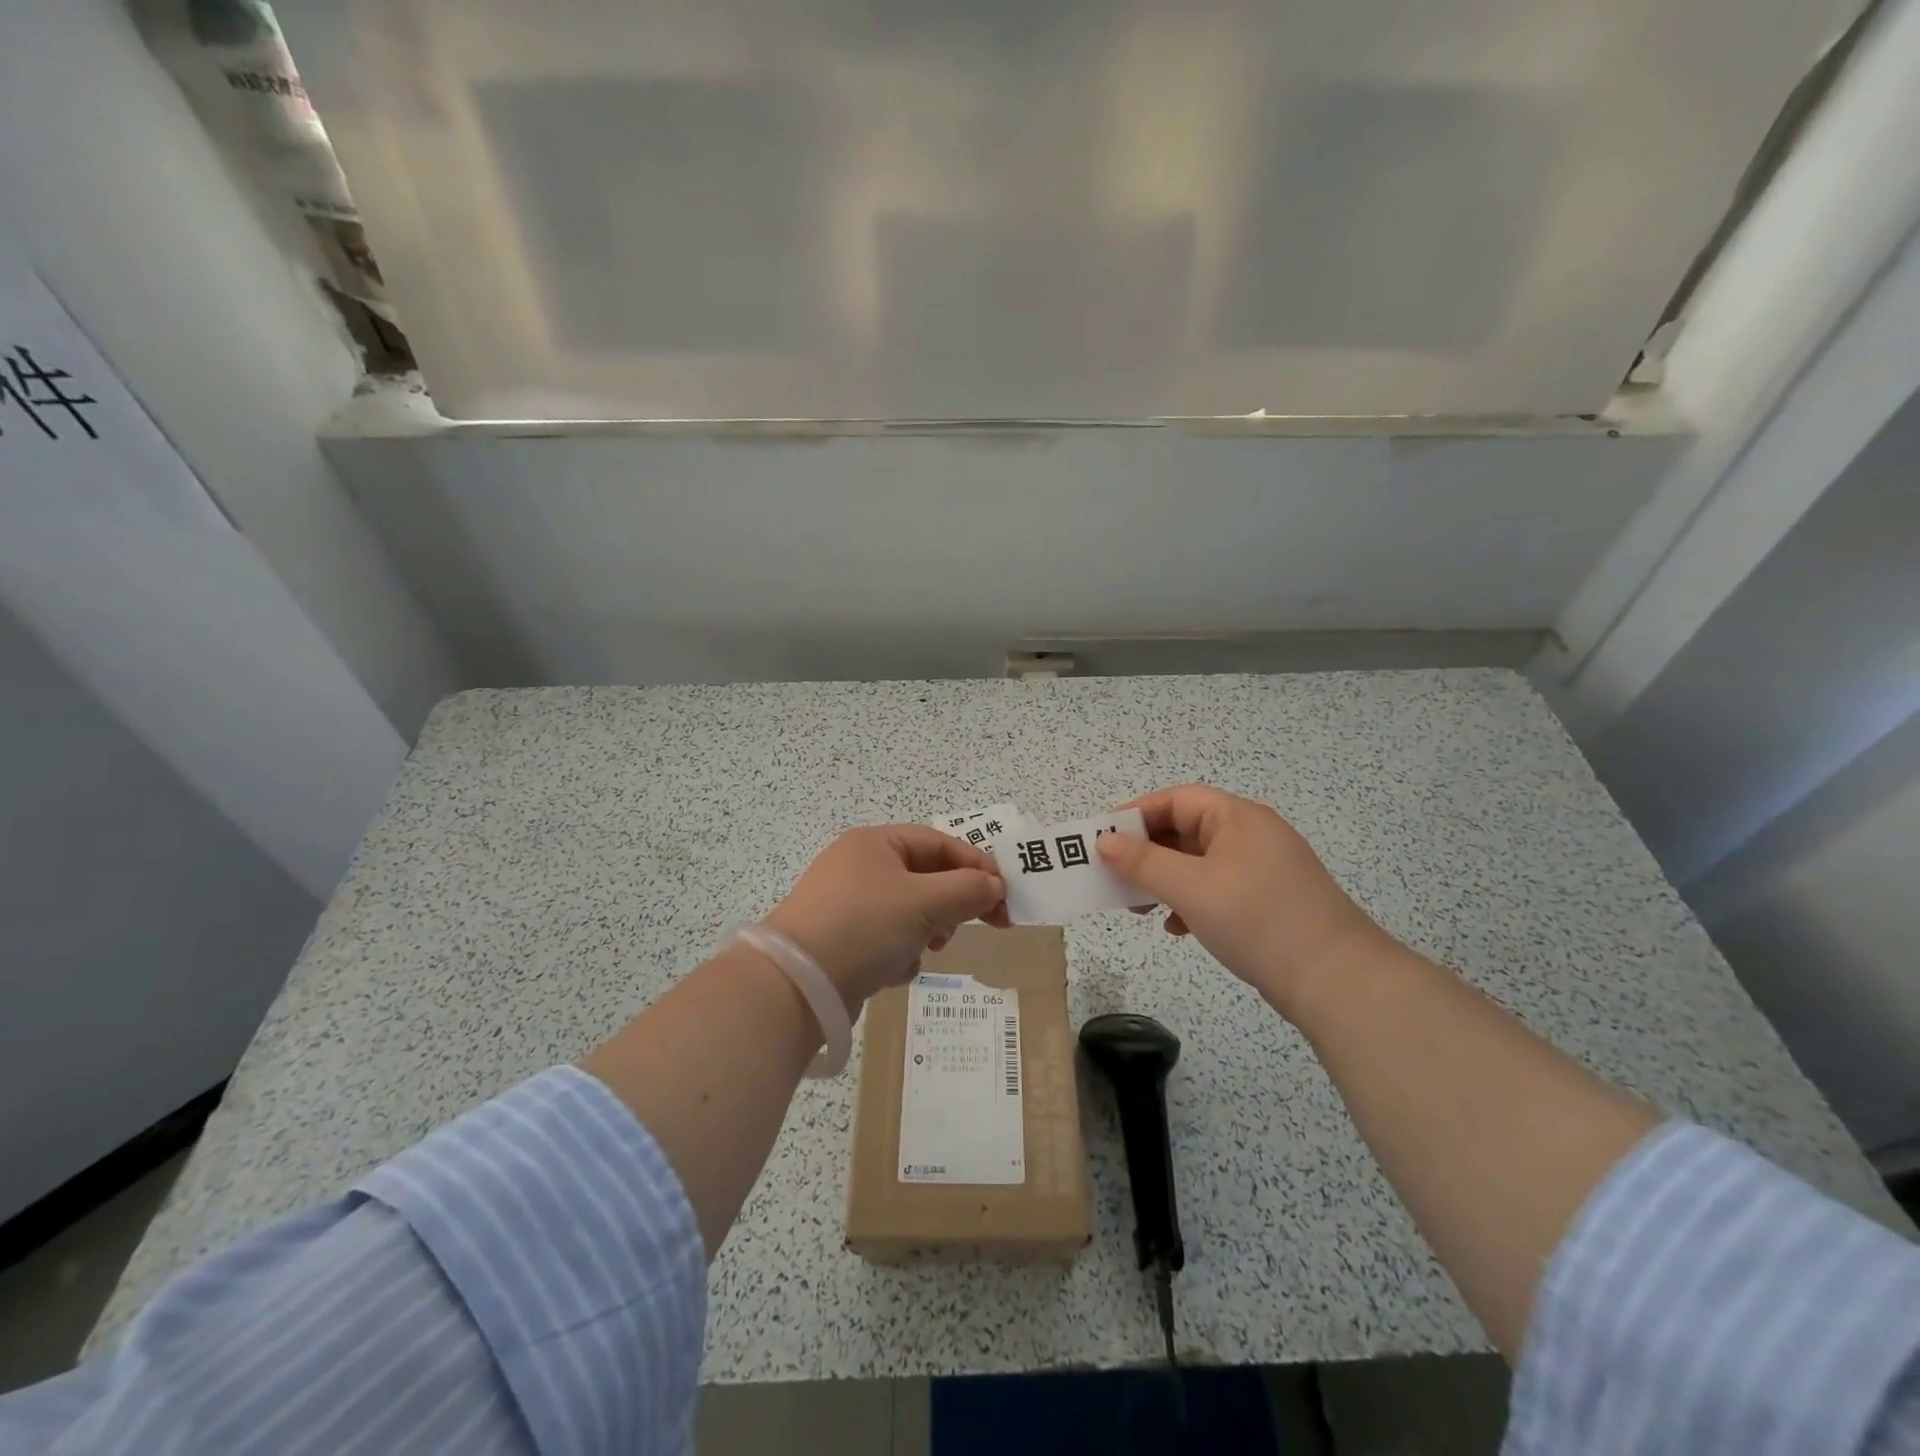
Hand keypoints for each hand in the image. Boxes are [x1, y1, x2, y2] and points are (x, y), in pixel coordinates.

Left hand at [763, 825, 1007, 1010]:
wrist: (796, 984)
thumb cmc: (865, 926)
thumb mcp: (925, 903)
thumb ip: (968, 890)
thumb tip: (995, 886)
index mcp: (875, 842)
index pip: (940, 843)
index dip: (977, 867)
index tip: (1004, 897)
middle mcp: (858, 866)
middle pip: (925, 877)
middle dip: (951, 903)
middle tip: (978, 926)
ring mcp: (846, 903)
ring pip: (909, 911)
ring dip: (926, 931)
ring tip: (928, 949)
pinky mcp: (840, 939)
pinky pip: (886, 938)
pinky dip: (898, 953)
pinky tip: (893, 970)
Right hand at [1096, 784, 1388, 1015]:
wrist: (1336, 981)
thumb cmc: (1257, 920)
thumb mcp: (1191, 887)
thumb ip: (1143, 861)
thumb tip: (1104, 840)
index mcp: (1238, 817)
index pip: (1176, 800)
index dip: (1135, 815)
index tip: (1101, 838)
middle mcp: (1251, 834)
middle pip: (1185, 830)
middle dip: (1146, 853)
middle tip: (1115, 877)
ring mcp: (1262, 869)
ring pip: (1198, 862)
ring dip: (1165, 880)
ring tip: (1139, 907)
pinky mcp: (1267, 900)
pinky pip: (1216, 888)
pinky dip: (1190, 901)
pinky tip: (1177, 928)